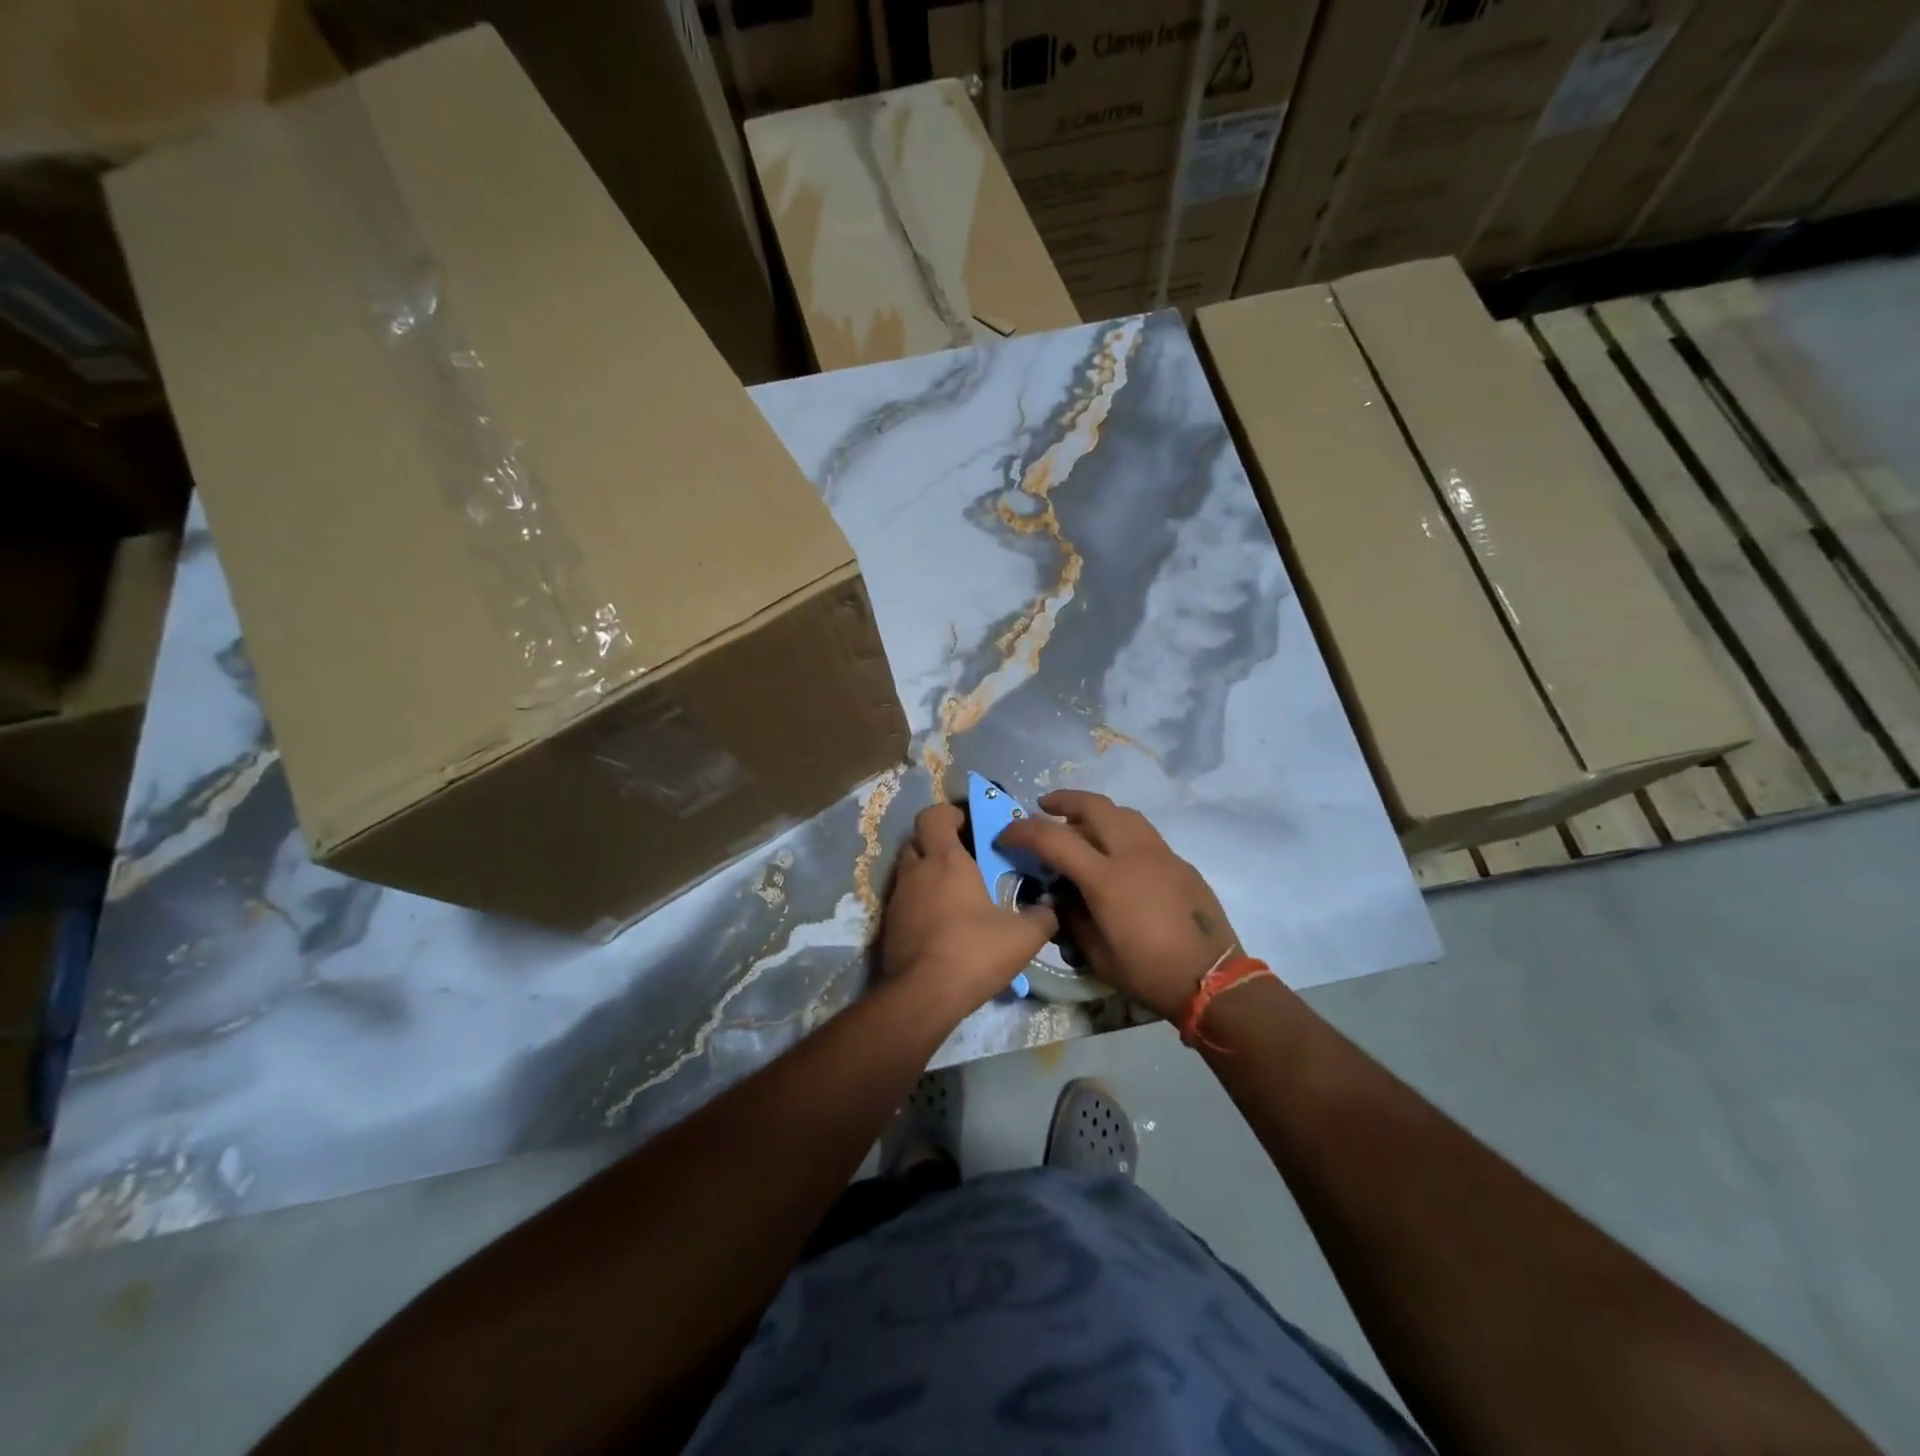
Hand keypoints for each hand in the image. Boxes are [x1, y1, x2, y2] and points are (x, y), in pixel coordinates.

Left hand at [879, 803, 1057, 1020]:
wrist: (922, 996)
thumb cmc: (973, 952)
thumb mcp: (1022, 936)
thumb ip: (1042, 917)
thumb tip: (1051, 909)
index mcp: (945, 860)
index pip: (933, 815)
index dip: (948, 814)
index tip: (967, 825)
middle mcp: (916, 872)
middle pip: (917, 841)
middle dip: (937, 844)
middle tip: (964, 860)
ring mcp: (898, 899)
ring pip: (908, 871)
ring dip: (927, 875)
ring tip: (956, 896)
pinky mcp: (889, 926)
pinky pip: (904, 901)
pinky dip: (919, 903)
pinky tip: (942, 925)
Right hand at [997, 791, 1239, 1020]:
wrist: (1212, 979)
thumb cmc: (1148, 971)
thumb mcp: (1097, 953)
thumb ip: (1072, 918)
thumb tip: (1061, 897)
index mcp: (1106, 878)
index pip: (1054, 839)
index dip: (1023, 832)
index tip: (1006, 835)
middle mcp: (1133, 854)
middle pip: (1094, 806)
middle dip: (1064, 800)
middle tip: (1045, 807)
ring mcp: (1161, 853)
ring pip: (1123, 812)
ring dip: (1096, 810)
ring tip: (1081, 823)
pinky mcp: (1180, 862)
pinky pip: (1144, 833)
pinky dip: (1121, 829)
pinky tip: (1117, 852)